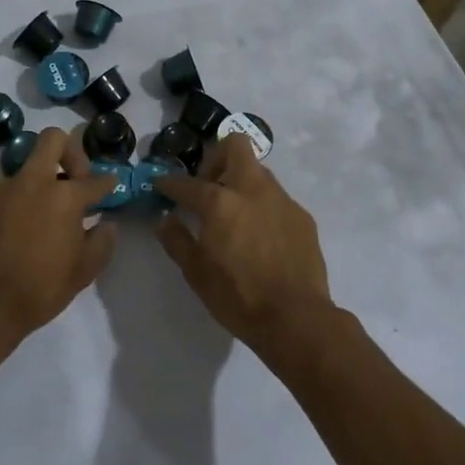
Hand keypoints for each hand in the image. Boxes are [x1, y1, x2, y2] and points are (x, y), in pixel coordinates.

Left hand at [0, 127, 118, 352]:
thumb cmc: (38, 291)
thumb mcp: (82, 273)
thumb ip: (102, 242)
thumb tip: (107, 223)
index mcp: (64, 197)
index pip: (94, 180)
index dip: (106, 182)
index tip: (109, 186)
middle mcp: (32, 182)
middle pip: (53, 139)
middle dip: (69, 152)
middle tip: (72, 179)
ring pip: (24, 171)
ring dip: (36, 188)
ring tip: (35, 221)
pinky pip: (0, 195)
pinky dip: (10, 207)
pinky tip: (8, 234)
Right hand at [156, 133, 333, 351]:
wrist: (297, 319)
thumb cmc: (239, 298)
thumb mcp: (196, 274)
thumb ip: (177, 240)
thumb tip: (166, 220)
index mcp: (221, 203)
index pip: (188, 183)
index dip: (170, 183)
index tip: (162, 185)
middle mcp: (253, 190)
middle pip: (235, 146)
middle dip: (217, 157)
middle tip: (208, 185)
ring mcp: (282, 200)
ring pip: (258, 172)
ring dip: (241, 182)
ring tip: (233, 214)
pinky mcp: (302, 216)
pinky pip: (277, 199)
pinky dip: (262, 206)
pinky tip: (259, 236)